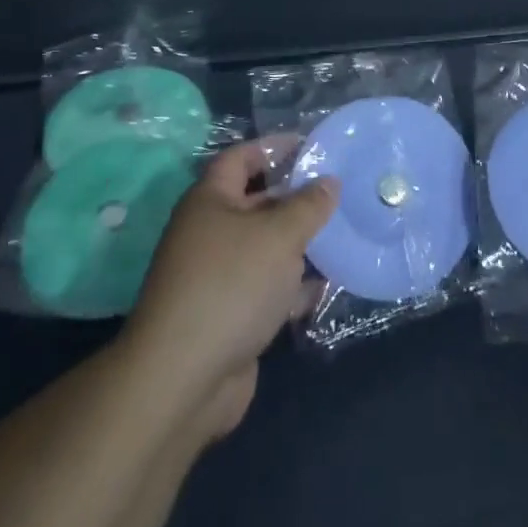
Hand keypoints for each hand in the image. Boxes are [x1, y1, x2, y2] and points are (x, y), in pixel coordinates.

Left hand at [123, 138, 337, 442]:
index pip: (241, 158)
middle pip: (256, 202)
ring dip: (299, 243)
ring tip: (342, 233)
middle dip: (295, 197)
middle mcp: (209, 233)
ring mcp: (217, 277)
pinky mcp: (229, 315)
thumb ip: (309, 205)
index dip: (274, 147)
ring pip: (265, 247)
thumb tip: (329, 182)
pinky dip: (293, 286)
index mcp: (209, 201)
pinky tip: (326, 286)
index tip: (313, 146)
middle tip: (339, 191)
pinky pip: (267, 288)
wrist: (184, 379)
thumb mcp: (279, 235)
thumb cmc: (231, 285)